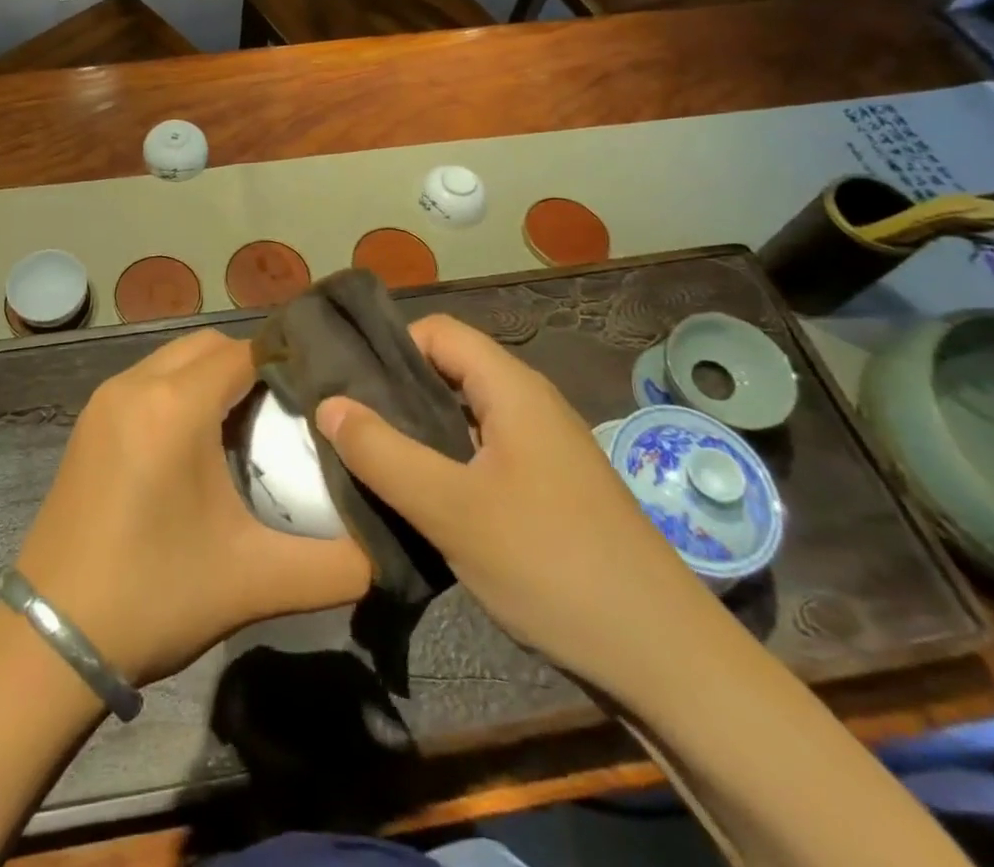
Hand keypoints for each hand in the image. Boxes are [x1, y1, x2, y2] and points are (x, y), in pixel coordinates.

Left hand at [15, 329, 371, 687]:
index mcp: (175, 406)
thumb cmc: (155, 597)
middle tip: (288, 410)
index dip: (287, 362)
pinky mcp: (89, 422)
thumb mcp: (256, 582)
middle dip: (252, 365)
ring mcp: (105, 400)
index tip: (322, 389)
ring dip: (213, 376)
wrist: (50, 639)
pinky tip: (197, 441)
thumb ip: (337, 565)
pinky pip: (148, 380)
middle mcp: (136, 384)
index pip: (245, 351)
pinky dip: (180, 390)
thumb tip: (389, 551)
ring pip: (174, 358)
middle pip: (209, 346)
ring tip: (248, 424)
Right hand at [314, 314, 714, 697]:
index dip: (389, 346)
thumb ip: (382, 453)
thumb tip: (327, 404)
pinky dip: (443, 463)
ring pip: (463, 416)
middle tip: (344, 423)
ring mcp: (542, 449)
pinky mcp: (548, 489)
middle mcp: (529, 406)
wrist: (666, 661)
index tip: (345, 382)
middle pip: (448, 371)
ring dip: (416, 431)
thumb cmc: (552, 564)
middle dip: (394, 391)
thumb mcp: (451, 509)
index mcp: (513, 389)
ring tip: (368, 459)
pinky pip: (481, 454)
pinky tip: (418, 498)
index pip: (438, 332)